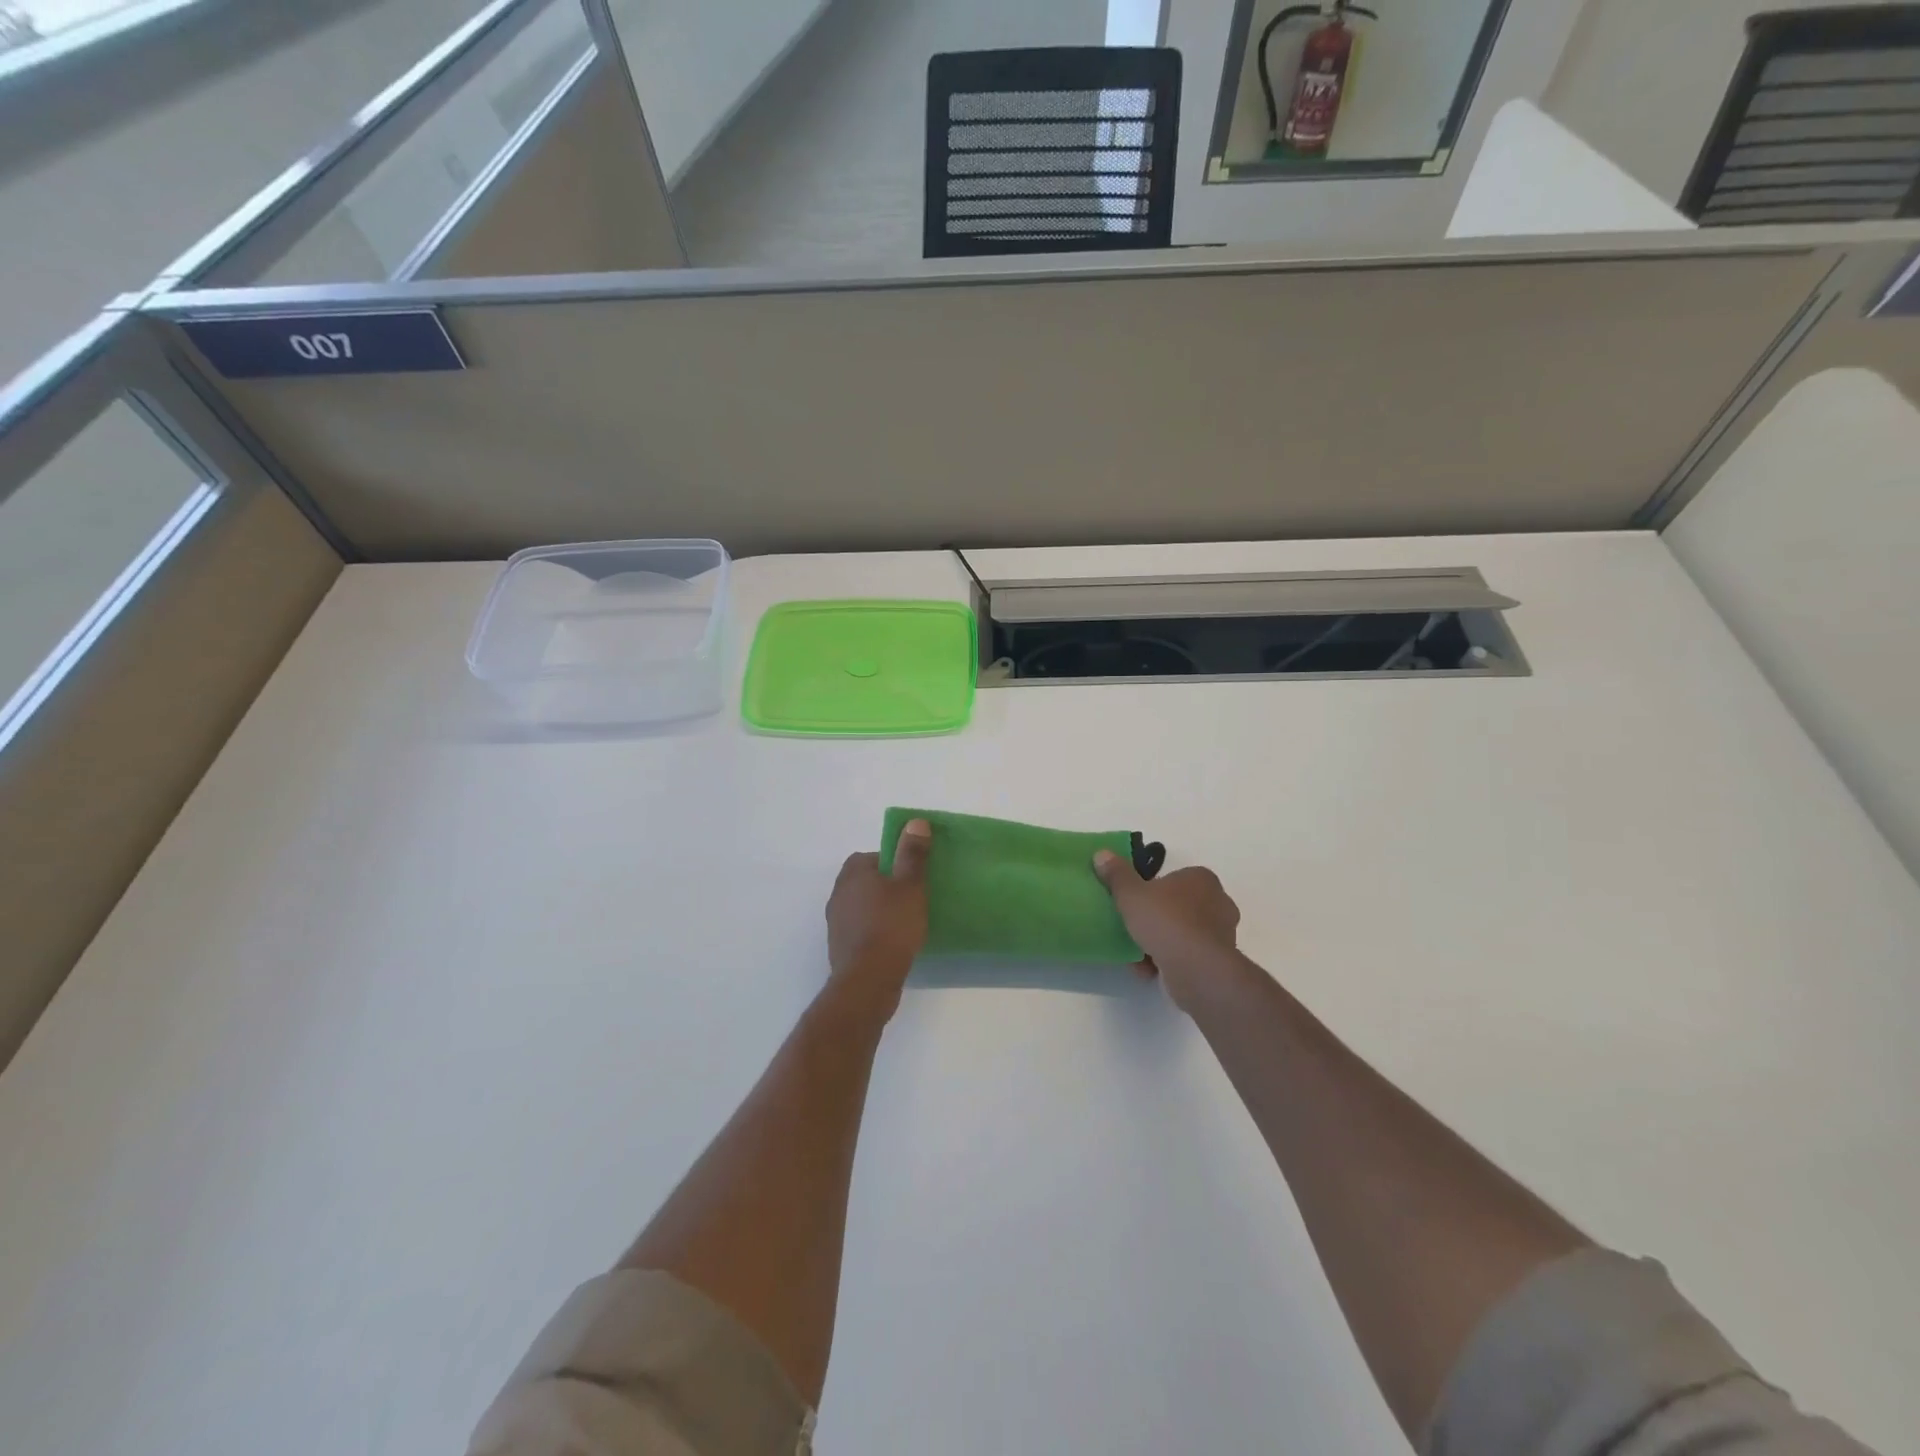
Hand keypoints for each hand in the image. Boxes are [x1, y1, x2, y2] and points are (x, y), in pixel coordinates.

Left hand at [824, 819, 931, 1021]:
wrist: (868, 981)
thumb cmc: (891, 926)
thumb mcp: (910, 885)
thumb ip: (913, 854)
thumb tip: (915, 822)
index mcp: (853, 873)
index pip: (874, 856)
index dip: (896, 863)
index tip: (914, 877)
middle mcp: (838, 893)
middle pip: (867, 881)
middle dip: (888, 887)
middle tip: (913, 899)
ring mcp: (836, 922)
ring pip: (862, 906)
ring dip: (880, 911)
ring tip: (906, 922)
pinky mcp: (839, 947)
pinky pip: (860, 930)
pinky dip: (874, 932)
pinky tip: (893, 944)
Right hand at [1093, 851, 1241, 1014]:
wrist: (1197, 970)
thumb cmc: (1166, 921)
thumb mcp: (1131, 893)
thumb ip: (1116, 874)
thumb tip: (1102, 854)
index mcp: (1201, 878)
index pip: (1173, 878)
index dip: (1151, 889)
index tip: (1134, 903)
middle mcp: (1218, 902)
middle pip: (1177, 906)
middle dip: (1155, 918)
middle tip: (1133, 927)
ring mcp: (1222, 933)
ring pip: (1181, 933)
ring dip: (1159, 943)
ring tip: (1136, 955)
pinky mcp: (1218, 961)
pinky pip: (1187, 955)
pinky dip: (1168, 961)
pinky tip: (1148, 970)